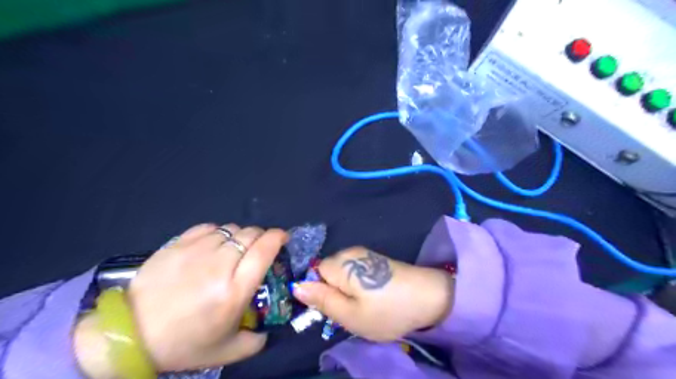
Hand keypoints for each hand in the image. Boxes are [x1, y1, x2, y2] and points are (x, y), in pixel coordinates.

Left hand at [74, 223, 289, 376]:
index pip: (264, 249)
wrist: (129, 335)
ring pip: (231, 229)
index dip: (278, 237)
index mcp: (234, 290)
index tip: (283, 238)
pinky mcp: (176, 245)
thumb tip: (271, 325)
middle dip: (261, 236)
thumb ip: (258, 339)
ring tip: (234, 249)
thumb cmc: (184, 344)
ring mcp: (195, 251)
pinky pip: (208, 227)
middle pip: (250, 234)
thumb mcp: (229, 350)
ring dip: (240, 236)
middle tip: (259, 248)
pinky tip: (214, 245)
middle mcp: (218, 265)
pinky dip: (218, 233)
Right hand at [292, 247, 453, 341]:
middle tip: (352, 311)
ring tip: (366, 305)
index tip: (336, 309)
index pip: (313, 275)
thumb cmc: (387, 310)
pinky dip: (360, 286)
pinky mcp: (375, 259)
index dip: (321, 293)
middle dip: (334, 292)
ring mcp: (364, 253)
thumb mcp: (350, 315)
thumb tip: (296, 286)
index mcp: (340, 263)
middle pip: (327, 273)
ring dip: (347, 291)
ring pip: (341, 274)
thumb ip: (321, 300)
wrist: (429, 296)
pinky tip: (375, 296)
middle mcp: (349, 252)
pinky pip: (355, 272)